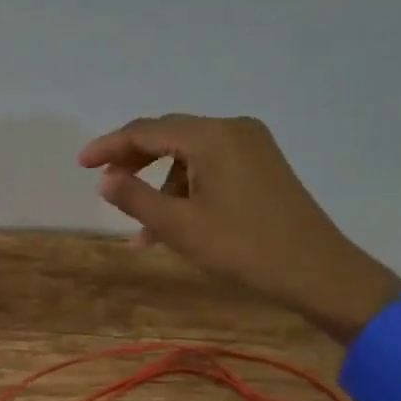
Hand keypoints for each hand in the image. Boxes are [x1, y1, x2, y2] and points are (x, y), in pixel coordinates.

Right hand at [79, 113, 400, 344]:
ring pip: (188, 154)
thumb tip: (104, 179)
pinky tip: (177, 222)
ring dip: (161, 184)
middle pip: (168, 135)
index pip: (146, 130)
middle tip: (106, 186)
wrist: (319, 271)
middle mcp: (233, 129)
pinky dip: (187, 188)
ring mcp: (252, 145)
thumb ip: (135, 198)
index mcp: (212, 136)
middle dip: (133, 161)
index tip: (81, 164)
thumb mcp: (180, 226)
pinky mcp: (262, 164)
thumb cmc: (244, 248)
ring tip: (144, 228)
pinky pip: (210, 165)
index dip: (109, 146)